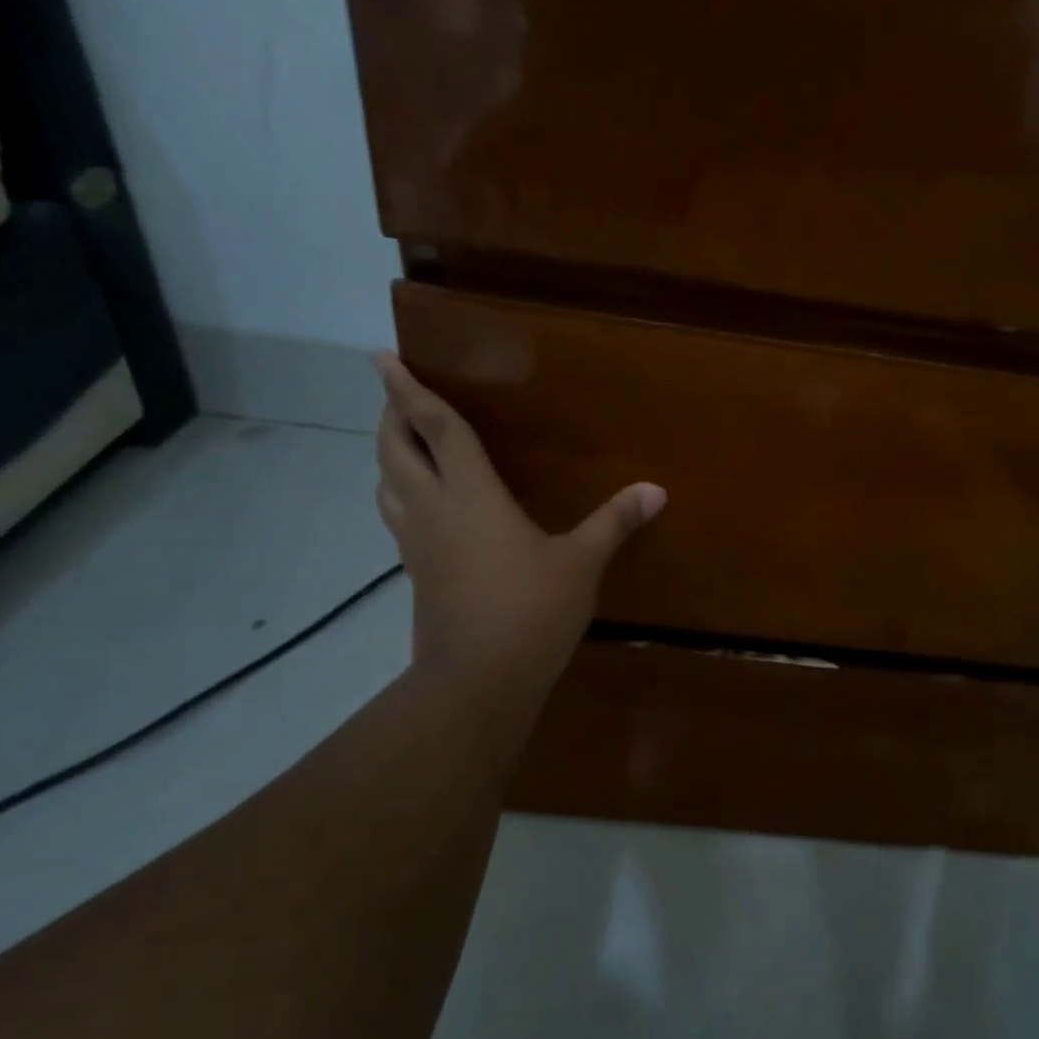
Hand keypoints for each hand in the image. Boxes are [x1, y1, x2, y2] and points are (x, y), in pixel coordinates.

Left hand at [372, 352, 665, 688]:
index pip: (435, 429)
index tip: (382, 359)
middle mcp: (433, 509)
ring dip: (388, 455)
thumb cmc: (532, 611)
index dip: (409, 391)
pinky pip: (397, 516)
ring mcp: (417, 544)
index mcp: (471, 495)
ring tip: (404, 443)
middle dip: (391, 416)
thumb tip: (656, 490)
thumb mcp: (581, 564)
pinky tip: (423, 504)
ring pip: (386, 484)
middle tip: (396, 395)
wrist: (479, 679)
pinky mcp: (415, 572)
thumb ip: (614, 522)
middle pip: (395, 450)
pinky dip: (399, 493)